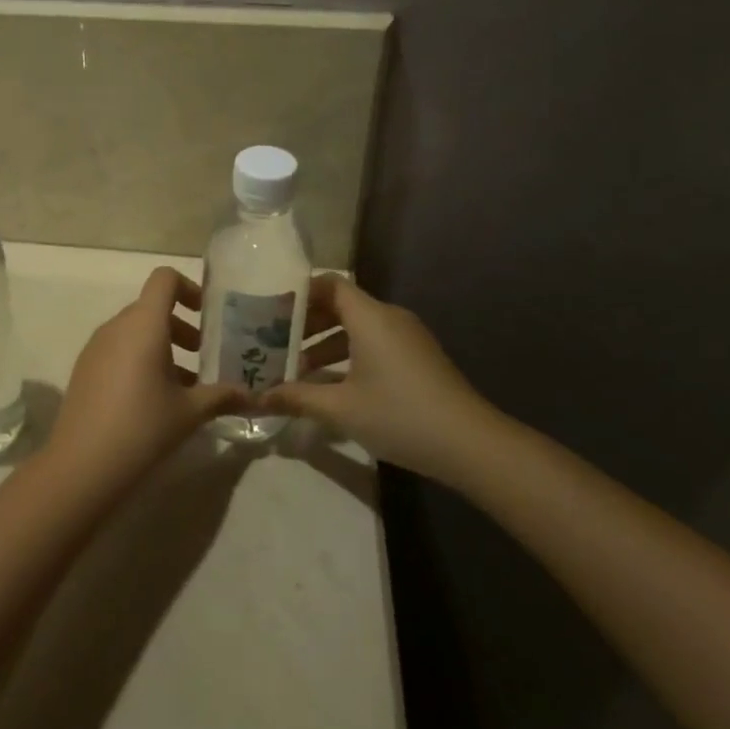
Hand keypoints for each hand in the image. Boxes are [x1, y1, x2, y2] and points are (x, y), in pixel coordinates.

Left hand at [49, 268, 246, 489]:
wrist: (82, 465)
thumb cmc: (143, 427)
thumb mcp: (190, 412)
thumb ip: (222, 396)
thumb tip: (253, 395)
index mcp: (144, 324)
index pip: (164, 278)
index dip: (189, 288)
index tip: (208, 317)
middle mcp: (117, 325)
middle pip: (152, 307)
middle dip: (182, 326)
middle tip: (205, 356)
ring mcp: (96, 346)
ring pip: (135, 330)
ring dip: (163, 345)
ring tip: (185, 384)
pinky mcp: (85, 367)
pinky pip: (119, 348)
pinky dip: (140, 358)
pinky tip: (154, 399)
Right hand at [260, 274, 503, 479]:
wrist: (471, 444)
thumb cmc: (400, 415)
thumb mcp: (341, 408)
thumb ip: (297, 397)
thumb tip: (257, 398)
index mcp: (370, 317)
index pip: (329, 284)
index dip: (299, 293)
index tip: (270, 310)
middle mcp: (389, 317)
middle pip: (341, 305)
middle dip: (307, 322)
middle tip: (275, 341)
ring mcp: (407, 337)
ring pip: (357, 327)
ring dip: (326, 342)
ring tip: (297, 368)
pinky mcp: (417, 357)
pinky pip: (374, 342)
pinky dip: (349, 354)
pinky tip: (332, 385)